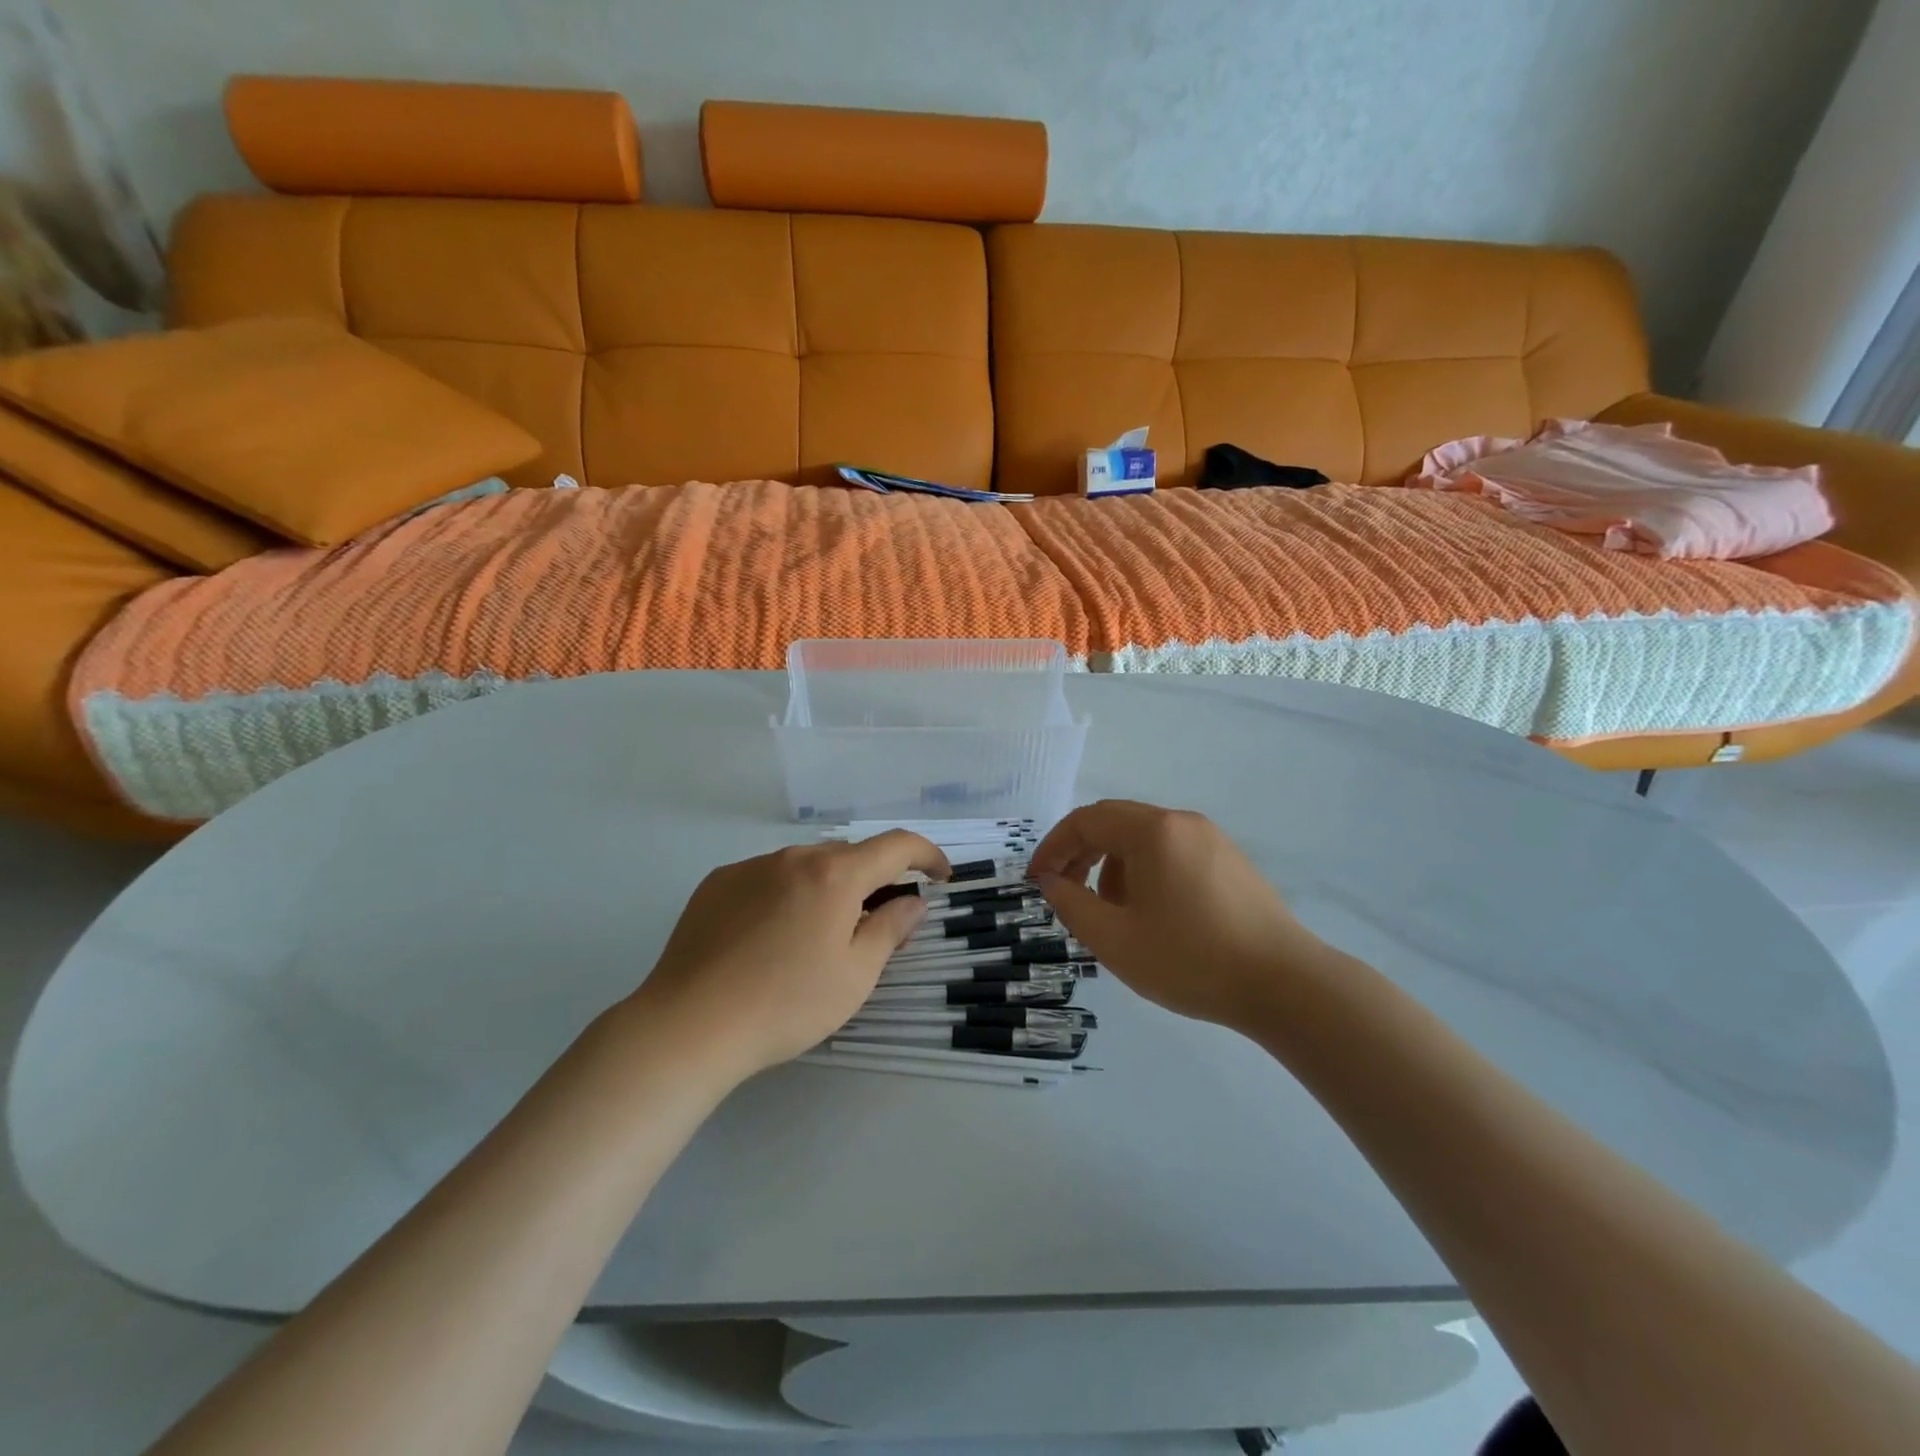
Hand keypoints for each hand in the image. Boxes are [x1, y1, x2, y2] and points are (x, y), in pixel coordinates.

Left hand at [629, 833, 949, 1082]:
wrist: (688, 1026)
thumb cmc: (785, 1005)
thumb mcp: (854, 976)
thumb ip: (890, 930)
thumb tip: (912, 902)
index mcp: (834, 875)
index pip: (896, 845)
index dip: (927, 855)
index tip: (941, 876)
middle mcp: (793, 857)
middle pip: (849, 856)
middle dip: (873, 880)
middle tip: (877, 922)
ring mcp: (750, 867)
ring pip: (806, 865)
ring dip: (828, 887)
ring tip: (818, 935)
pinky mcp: (717, 884)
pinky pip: (768, 877)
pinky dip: (786, 894)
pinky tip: (771, 937)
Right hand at [1031, 800, 1324, 1029]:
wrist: (1286, 985)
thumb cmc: (1191, 960)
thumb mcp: (1115, 940)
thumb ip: (1071, 905)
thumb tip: (1051, 881)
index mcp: (1152, 831)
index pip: (1086, 821)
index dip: (1053, 847)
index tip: (1037, 881)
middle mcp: (1181, 822)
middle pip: (1115, 822)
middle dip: (1081, 853)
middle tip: (1065, 891)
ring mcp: (1211, 838)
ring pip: (1144, 838)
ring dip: (1113, 865)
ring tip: (1113, 913)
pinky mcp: (1230, 860)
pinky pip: (1172, 851)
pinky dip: (1146, 871)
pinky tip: (1153, 914)